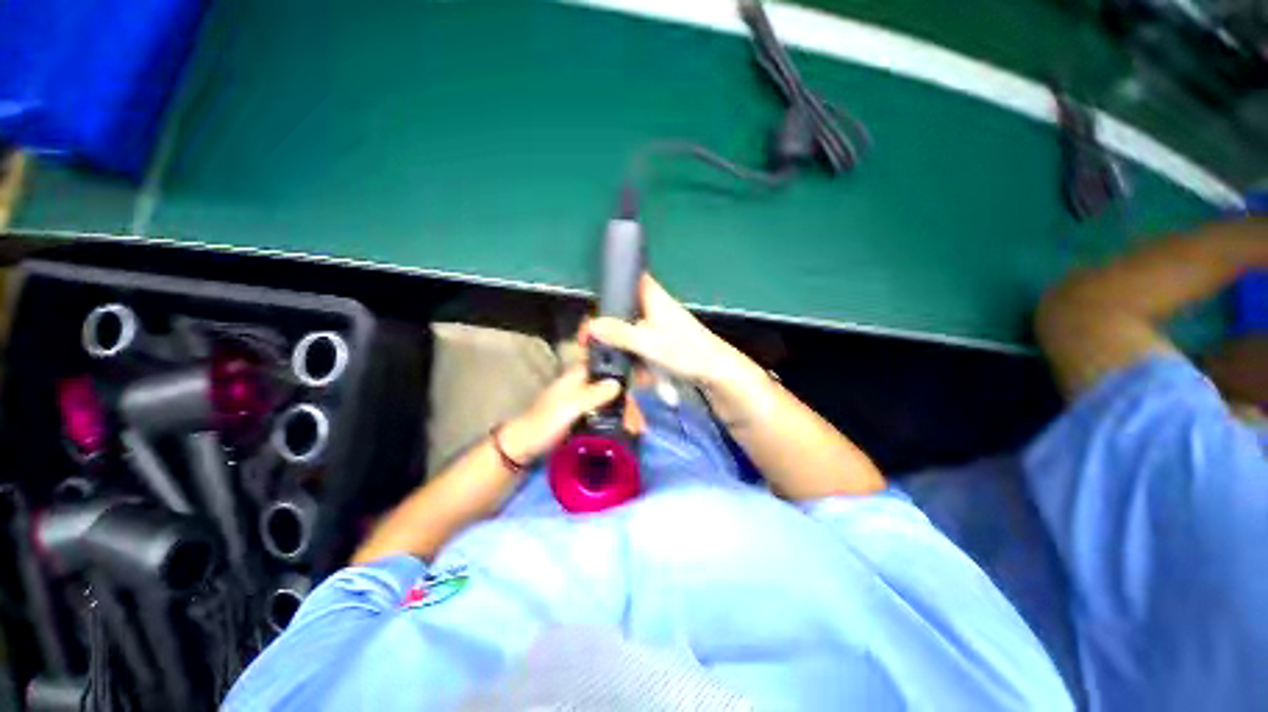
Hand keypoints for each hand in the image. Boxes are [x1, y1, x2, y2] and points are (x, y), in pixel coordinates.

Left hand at [500, 365, 643, 463]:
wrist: (524, 447)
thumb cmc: (544, 423)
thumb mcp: (569, 407)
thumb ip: (593, 394)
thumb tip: (619, 383)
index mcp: (578, 375)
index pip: (607, 366)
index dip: (625, 373)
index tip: (642, 388)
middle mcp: (584, 384)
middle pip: (613, 386)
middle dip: (629, 402)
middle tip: (640, 423)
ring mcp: (585, 401)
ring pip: (612, 401)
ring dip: (626, 413)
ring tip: (637, 431)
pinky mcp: (585, 416)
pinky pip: (607, 414)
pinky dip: (618, 421)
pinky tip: (627, 432)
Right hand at [586, 275, 755, 390]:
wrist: (715, 372)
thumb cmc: (686, 351)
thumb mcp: (648, 343)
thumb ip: (619, 334)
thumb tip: (590, 326)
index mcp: (653, 296)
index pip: (629, 278)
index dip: (611, 287)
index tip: (595, 307)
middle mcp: (655, 307)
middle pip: (625, 309)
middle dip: (613, 329)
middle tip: (598, 344)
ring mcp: (660, 325)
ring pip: (632, 331)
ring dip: (625, 348)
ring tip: (621, 365)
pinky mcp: (663, 341)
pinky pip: (643, 346)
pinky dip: (639, 358)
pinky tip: (640, 375)